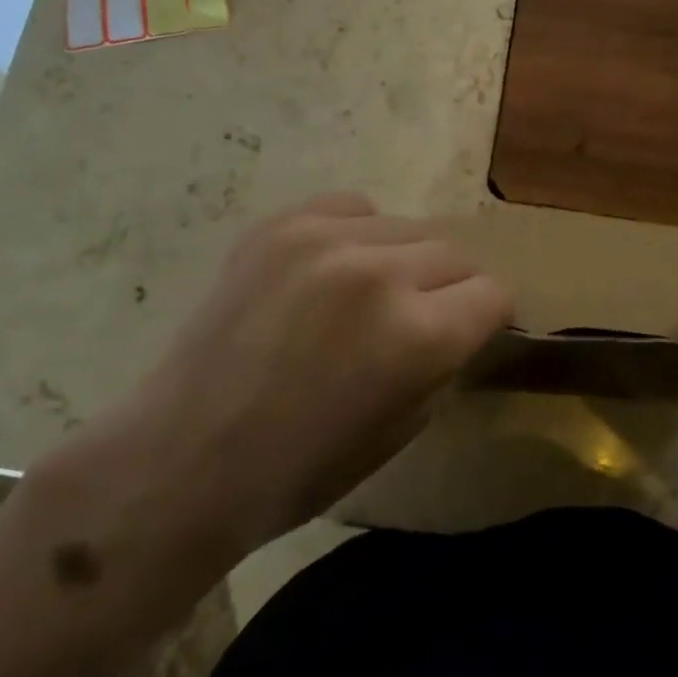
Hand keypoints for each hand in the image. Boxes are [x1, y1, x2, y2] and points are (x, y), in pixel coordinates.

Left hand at [83, 194, 511, 572]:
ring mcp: (326, 240)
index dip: (490, 316)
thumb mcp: (404, 428)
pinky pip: (351, 208)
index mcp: (419, 335)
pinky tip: (333, 268)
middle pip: (455, 254)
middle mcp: (381, 272)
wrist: (183, 457)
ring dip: (404, 260)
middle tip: (421, 317)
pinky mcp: (281, 226)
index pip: (494, 293)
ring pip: (407, 227)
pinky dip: (358, 234)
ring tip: (370, 293)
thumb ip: (443, 360)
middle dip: (450, 288)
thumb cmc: (300, 469)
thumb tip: (458, 321)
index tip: (475, 329)